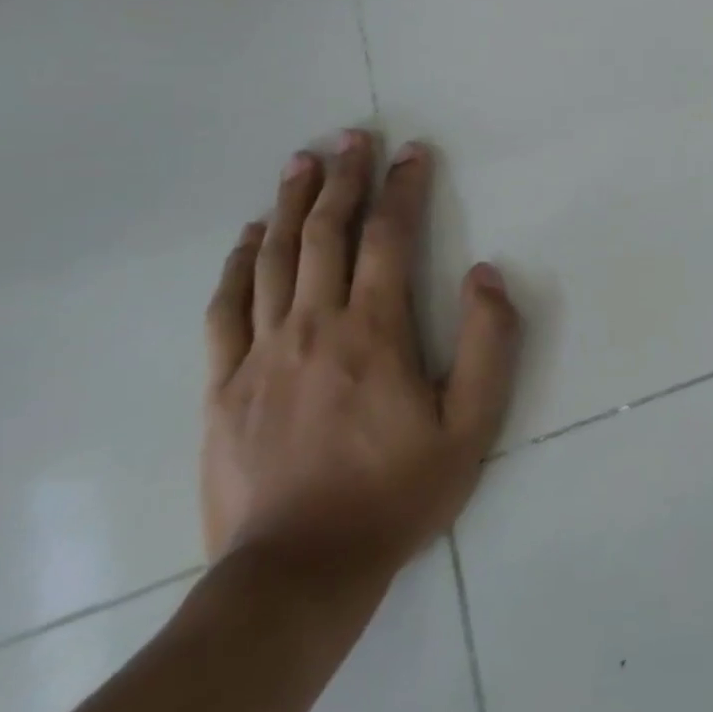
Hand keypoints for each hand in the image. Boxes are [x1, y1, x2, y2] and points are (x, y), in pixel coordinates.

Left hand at [201, 130, 520, 579]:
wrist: (296, 575)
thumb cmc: (395, 494)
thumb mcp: (471, 427)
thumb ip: (488, 344)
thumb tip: (484, 274)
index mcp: (375, 331)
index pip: (389, 237)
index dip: (403, 187)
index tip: (412, 151)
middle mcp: (315, 326)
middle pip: (325, 234)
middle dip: (343, 178)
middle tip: (351, 136)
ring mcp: (261, 354)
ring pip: (274, 259)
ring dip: (291, 203)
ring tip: (302, 162)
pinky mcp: (224, 386)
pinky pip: (227, 308)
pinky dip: (239, 263)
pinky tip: (249, 236)